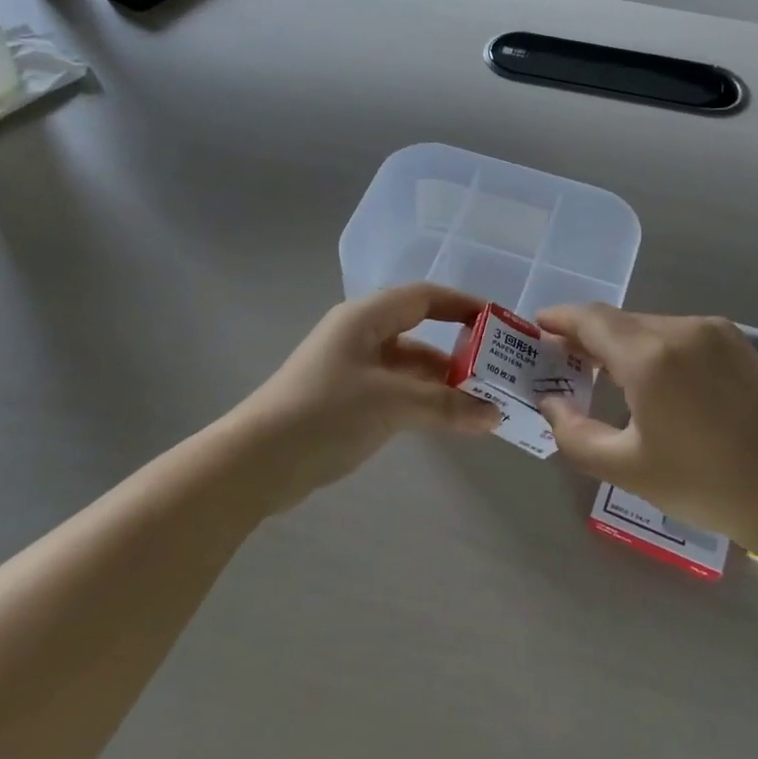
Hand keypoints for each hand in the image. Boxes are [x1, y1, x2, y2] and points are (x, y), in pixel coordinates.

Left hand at [239, 283, 503, 497]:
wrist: (257, 461)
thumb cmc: (325, 414)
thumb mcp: (391, 404)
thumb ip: (446, 406)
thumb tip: (495, 415)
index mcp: (365, 319)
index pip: (424, 297)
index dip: (464, 306)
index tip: (500, 324)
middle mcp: (359, 336)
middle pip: (419, 333)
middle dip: (459, 352)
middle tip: (498, 374)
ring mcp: (351, 369)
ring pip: (409, 367)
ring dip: (443, 383)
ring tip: (482, 404)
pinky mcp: (347, 400)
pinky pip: (396, 391)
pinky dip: (423, 401)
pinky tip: (448, 421)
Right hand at [536, 305, 757, 549]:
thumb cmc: (707, 484)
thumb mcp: (627, 468)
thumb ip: (574, 433)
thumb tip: (552, 402)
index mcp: (649, 355)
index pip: (590, 319)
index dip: (559, 319)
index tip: (537, 327)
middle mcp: (681, 329)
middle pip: (619, 321)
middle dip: (587, 336)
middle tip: (566, 361)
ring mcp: (716, 333)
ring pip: (651, 327)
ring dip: (623, 344)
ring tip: (607, 375)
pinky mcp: (740, 345)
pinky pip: (681, 336)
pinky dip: (655, 349)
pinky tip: (655, 381)